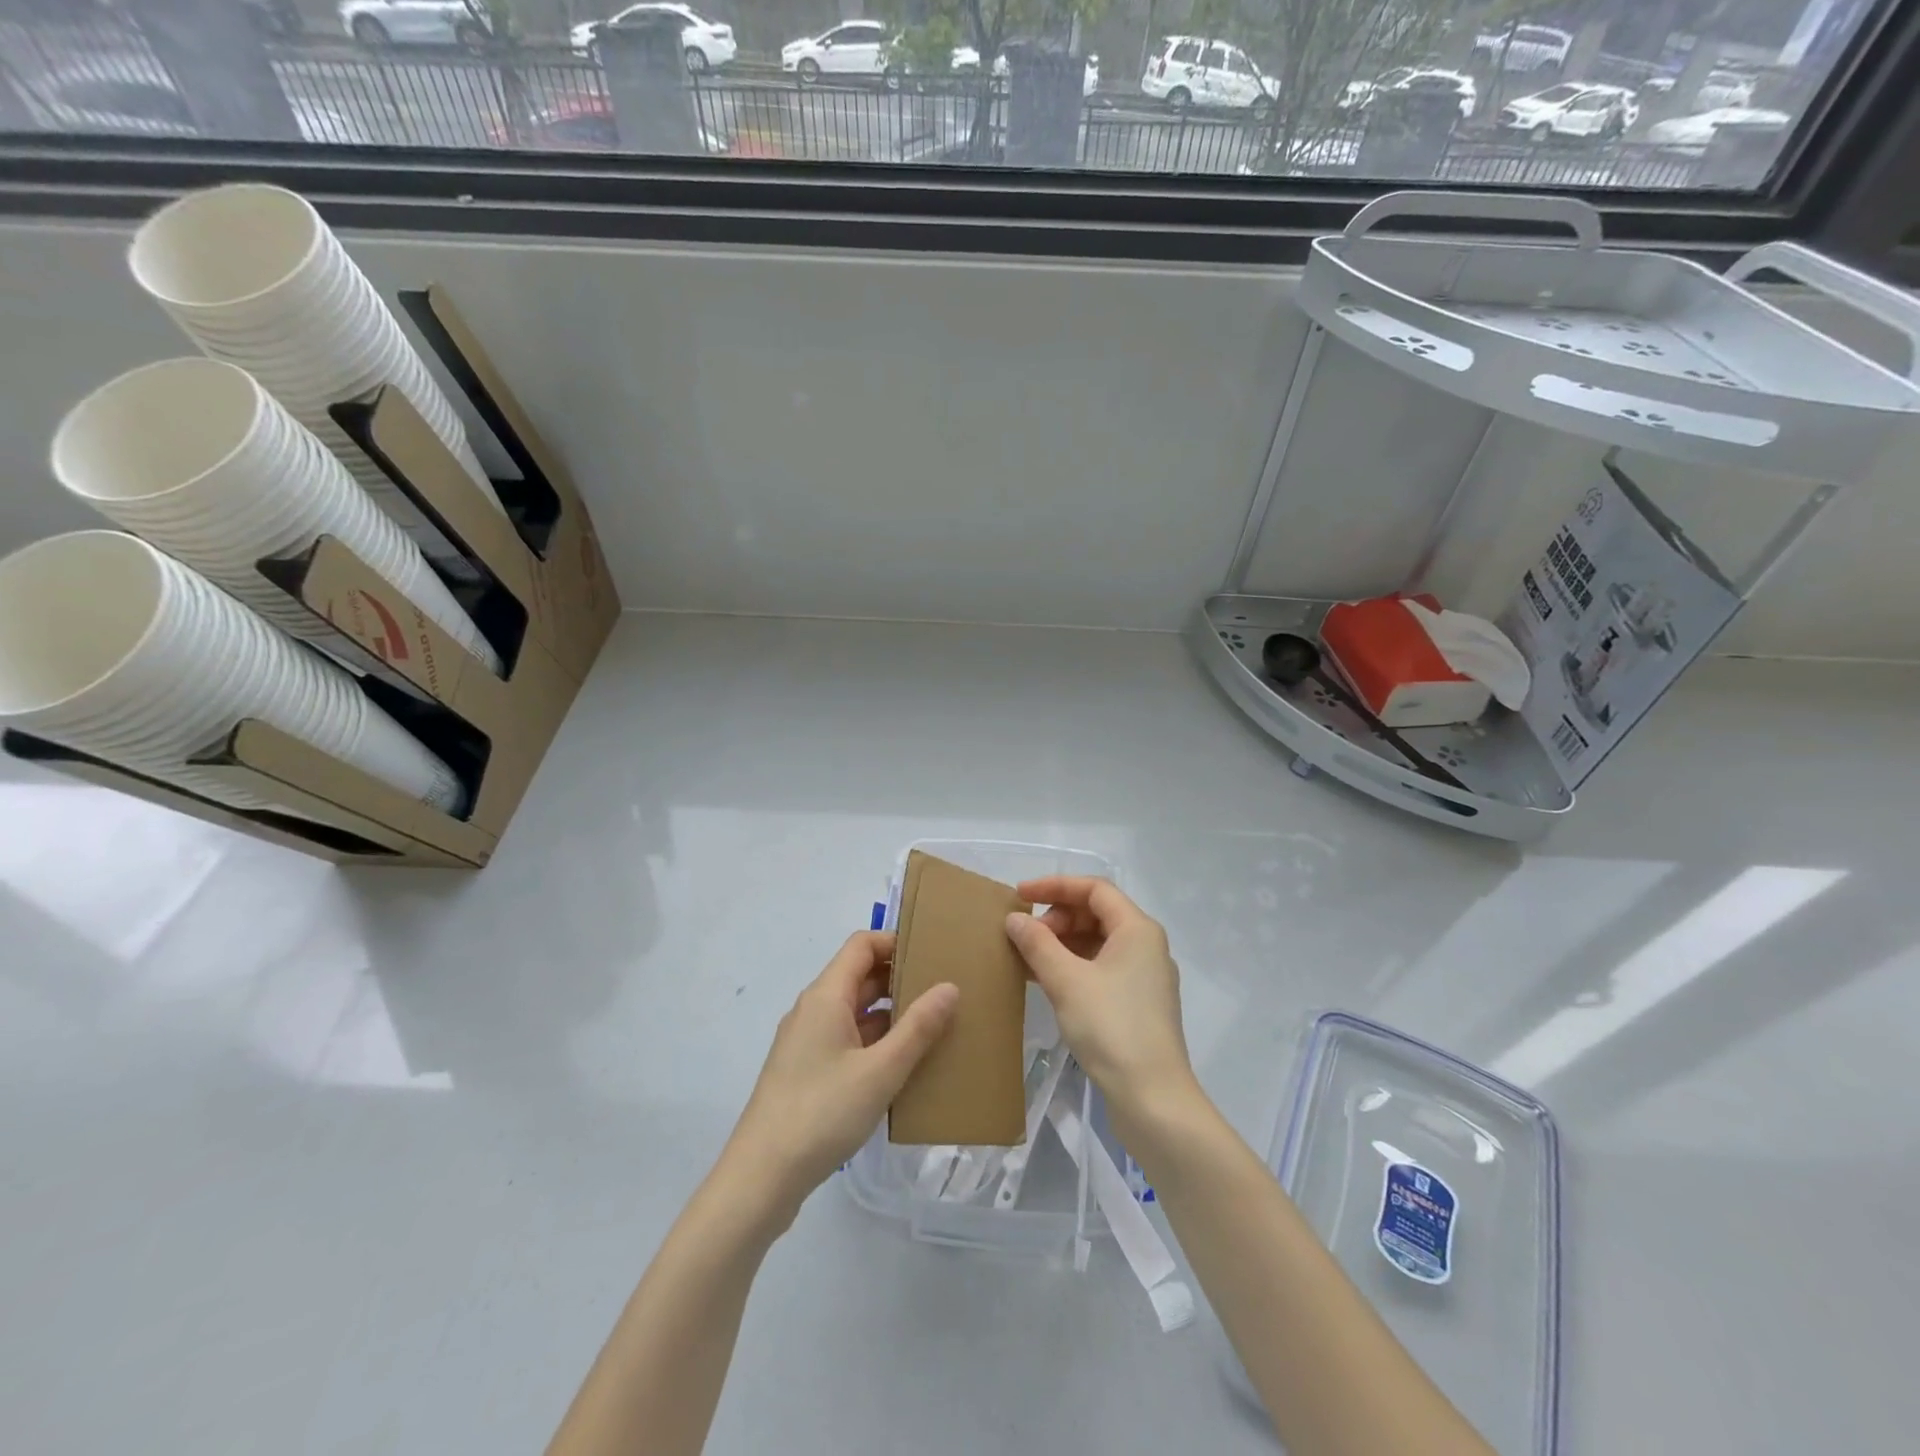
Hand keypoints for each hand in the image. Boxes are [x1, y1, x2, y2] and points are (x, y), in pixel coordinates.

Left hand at [722, 931, 957, 1225]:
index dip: (896, 941)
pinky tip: (903, 1066)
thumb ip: (918, 1028)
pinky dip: (875, 1042)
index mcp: (825, 996)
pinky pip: (847, 1040)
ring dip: (890, 1014)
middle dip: (900, 978)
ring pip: (854, 1011)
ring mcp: (806, 1042)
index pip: (862, 945)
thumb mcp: (880, 1071)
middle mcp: (813, 1010)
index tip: (934, 953)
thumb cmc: (822, 1113)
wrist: (761, 1178)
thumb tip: (950, 987)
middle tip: (944, 990)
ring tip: (934, 1027)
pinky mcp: (806, 1072)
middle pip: (859, 976)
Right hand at [1004, 878, 1196, 1125]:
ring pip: (1097, 943)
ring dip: (1061, 944)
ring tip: (1026, 958)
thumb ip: (1037, 944)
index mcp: (1138, 930)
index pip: (1094, 889)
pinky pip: (1100, 969)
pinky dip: (1072, 967)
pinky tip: (1044, 981)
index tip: (1019, 895)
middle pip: (1096, 914)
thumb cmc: (1111, 1028)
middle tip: (1025, 936)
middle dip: (1057, 918)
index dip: (1054, 886)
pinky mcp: (1137, 1004)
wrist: (1152, 1100)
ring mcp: (1144, 977)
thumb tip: (1014, 919)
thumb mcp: (1067, 981)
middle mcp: (1146, 946)